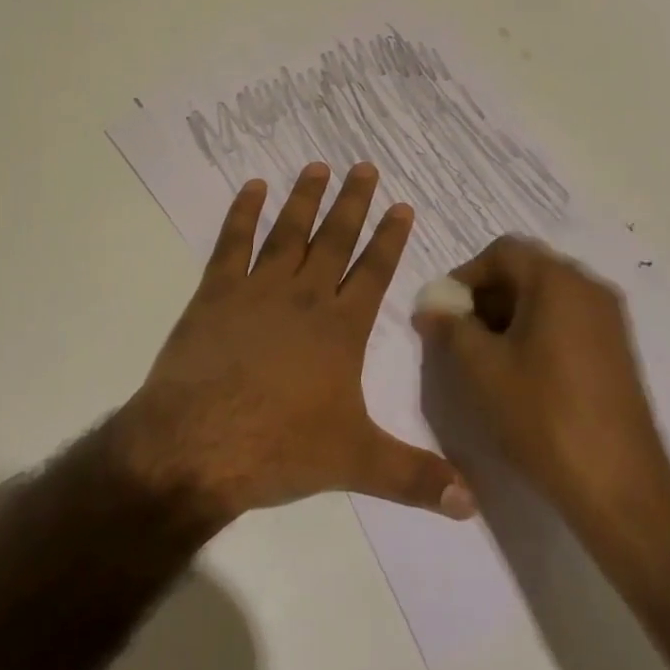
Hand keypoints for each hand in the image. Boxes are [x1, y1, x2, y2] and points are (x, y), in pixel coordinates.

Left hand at [117, 162, 475, 526]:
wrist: (196, 444)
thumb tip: (473, 504)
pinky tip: (251, 187)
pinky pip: (233, 243)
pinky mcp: (215, 293)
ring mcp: (257, 290)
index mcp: (340, 329)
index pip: (373, 273)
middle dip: (353, 203)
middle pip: (334, 240)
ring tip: (317, 165)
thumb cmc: (278, 449)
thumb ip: (415, 478)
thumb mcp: (355, 463)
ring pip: (288, 232)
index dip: (390, 239)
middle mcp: (303, 298)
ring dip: (304, 198)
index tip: (402, 206)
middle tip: (364, 166)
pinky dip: (242, 213)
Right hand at [414, 236, 669, 532]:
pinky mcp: (617, 351)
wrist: (619, 488)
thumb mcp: (481, 368)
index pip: (502, 252)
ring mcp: (609, 320)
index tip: (446, 312)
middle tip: (461, 336)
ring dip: (509, 316)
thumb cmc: (543, 415)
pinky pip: (567, 322)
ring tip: (486, 359)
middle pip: (526, 271)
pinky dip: (537, 333)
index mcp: (558, 280)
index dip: (465, 275)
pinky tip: (521, 374)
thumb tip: (430, 309)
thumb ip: (449, 328)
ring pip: (546, 298)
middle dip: (486, 297)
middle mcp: (589, 288)